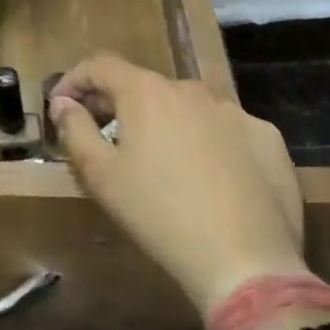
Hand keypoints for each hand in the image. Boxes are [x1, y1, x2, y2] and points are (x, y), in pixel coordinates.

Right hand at [49, 56, 306, 316]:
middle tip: (104, 137)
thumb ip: (75, 129)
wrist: (247, 263)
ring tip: (159, 162)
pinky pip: (226, 131)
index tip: (61, 105)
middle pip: (144, 86)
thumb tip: (64, 102)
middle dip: (118, 105)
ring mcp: (235, 112)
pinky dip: (208, 143)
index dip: (75, 80)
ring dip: (165, 123)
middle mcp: (191, 89)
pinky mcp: (268, 139)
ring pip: (187, 108)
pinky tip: (209, 179)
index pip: (101, 66)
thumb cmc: (159, 215)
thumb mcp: (101, 176)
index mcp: (146, 92)